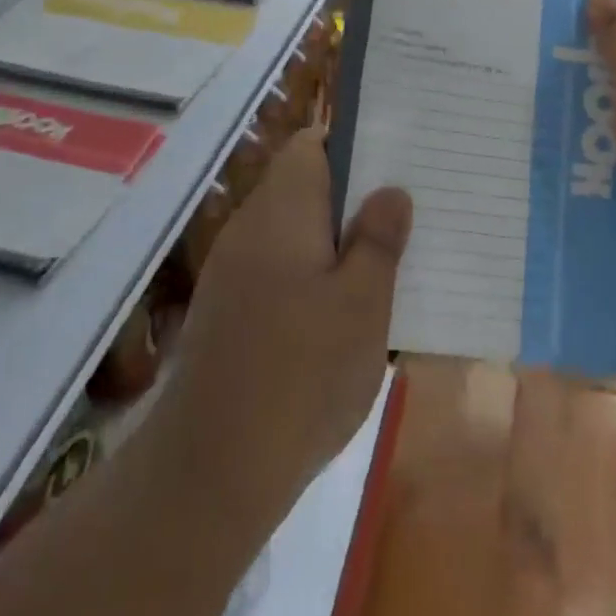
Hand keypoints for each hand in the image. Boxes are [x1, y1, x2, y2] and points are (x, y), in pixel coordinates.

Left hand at [162, 129, 410, 518]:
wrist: (212, 470)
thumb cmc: (302, 374)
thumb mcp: (363, 304)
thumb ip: (379, 240)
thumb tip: (390, 190)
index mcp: (281, 210)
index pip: (310, 145)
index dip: (352, 146)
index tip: (395, 164)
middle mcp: (249, 228)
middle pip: (302, 186)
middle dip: (351, 197)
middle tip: (404, 217)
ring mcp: (232, 272)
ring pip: (292, 231)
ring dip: (332, 240)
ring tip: (384, 264)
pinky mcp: (227, 312)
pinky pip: (277, 269)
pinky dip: (310, 275)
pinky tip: (340, 313)